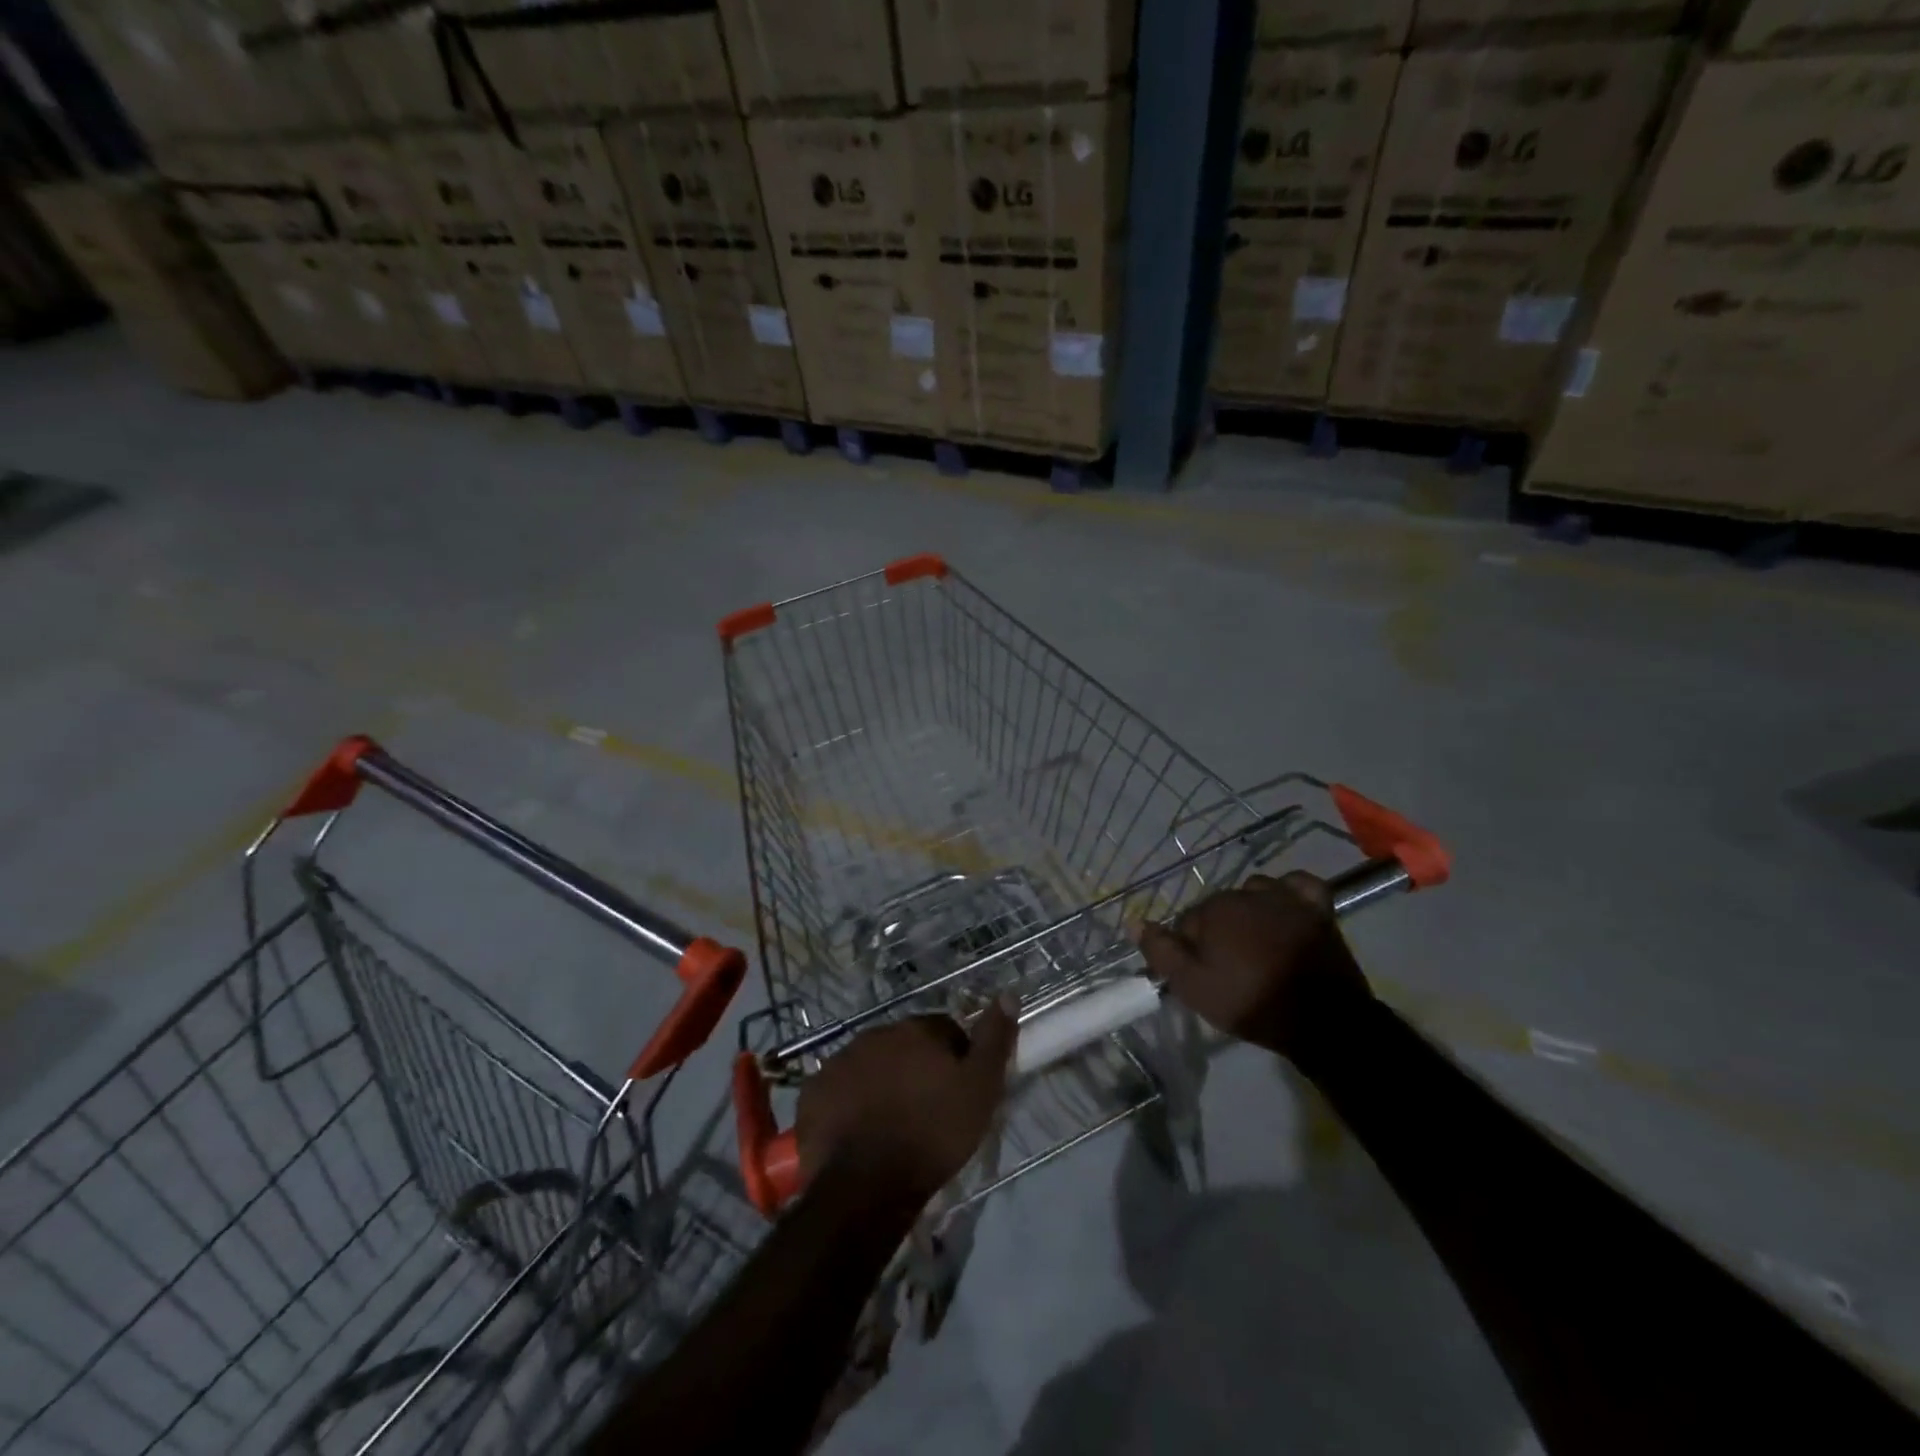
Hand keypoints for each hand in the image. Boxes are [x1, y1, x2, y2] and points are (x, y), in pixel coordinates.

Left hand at [795, 1002, 1017, 1205]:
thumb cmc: (931, 1135)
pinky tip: (859, 1134)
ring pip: (870, 1066)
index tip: (959, 1092)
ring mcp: (840, 1061)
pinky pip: (839, 1091)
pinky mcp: (814, 1092)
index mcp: (916, 1030)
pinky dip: (850, 1104)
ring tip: (892, 1125)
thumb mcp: (980, 1090)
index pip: (944, 1031)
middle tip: (926, 1110)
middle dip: (916, 1069)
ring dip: (882, 1084)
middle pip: (904, 1046)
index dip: (956, 1059)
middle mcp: (876, 1034)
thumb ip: (994, 1040)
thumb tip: (1009, 993)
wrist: (865, 1185)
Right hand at [1139, 871, 1369, 1060]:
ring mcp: (1284, 898)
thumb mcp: (1193, 987)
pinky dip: (1290, 893)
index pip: (1187, 922)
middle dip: (1218, 931)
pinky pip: (1299, 885)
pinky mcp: (1317, 908)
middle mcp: (1244, 893)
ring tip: (1257, 943)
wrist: (1323, 1021)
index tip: (1201, 974)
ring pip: (1254, 893)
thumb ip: (1160, 951)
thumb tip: (1134, 921)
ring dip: (1250, 911)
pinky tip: (1286, 909)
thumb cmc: (1250, 1002)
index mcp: (1212, 910)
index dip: (1190, 949)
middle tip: (1229, 967)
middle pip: (1219, 907)